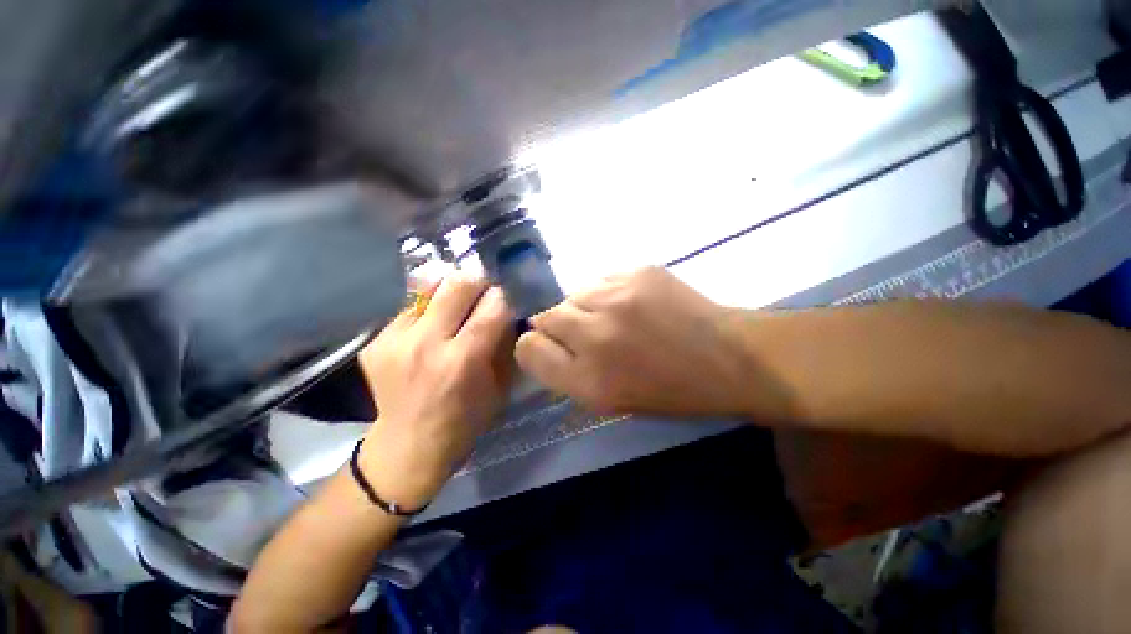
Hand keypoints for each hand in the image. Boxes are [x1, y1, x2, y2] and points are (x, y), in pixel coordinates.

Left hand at [357, 273, 514, 507]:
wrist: (407, 445)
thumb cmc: (464, 420)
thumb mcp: (499, 387)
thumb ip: (505, 346)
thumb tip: (509, 313)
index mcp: (462, 361)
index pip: (492, 307)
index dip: (504, 296)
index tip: (507, 298)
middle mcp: (426, 344)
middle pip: (456, 285)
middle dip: (477, 282)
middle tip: (484, 291)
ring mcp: (394, 340)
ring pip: (429, 288)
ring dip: (450, 291)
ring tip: (457, 305)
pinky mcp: (375, 340)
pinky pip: (410, 307)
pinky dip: (428, 309)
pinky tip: (432, 327)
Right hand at [515, 267, 752, 417]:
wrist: (728, 357)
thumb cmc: (670, 391)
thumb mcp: (611, 402)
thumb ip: (568, 375)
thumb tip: (544, 343)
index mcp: (589, 380)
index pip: (529, 350)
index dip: (534, 347)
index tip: (549, 347)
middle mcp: (595, 335)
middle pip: (544, 316)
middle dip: (556, 325)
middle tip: (582, 332)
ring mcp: (617, 297)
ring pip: (572, 294)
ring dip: (582, 307)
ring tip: (610, 317)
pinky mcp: (637, 272)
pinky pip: (600, 280)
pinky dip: (606, 293)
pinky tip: (630, 304)